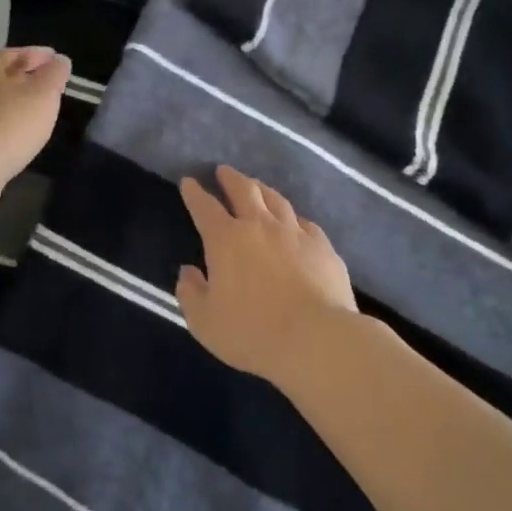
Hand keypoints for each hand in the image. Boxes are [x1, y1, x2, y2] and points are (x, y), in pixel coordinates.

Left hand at [0, 46, 70, 185]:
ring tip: (35, 109)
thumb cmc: (11, 124)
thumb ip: (54, 74)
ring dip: (14, 100)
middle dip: (25, 76)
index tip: (56, 59)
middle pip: (1, 75)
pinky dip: (5, 120)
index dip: (37, 54)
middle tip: (47, 84)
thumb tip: (59, 60)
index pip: (14, 53)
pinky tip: (16, 132)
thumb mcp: (43, 94)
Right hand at [177, 166, 358, 387]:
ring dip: (262, 190)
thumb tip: (188, 272)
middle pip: (244, 190)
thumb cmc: (252, 332)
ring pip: (276, 200)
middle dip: (230, 178)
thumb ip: (190, 294)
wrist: (317, 339)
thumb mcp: (205, 322)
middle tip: (223, 171)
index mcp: (226, 239)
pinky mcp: (323, 247)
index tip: (189, 181)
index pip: (205, 207)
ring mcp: (295, 233)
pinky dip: (294, 218)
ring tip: (257, 186)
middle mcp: (260, 226)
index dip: (194, 193)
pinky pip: (305, 223)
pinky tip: (295, 222)